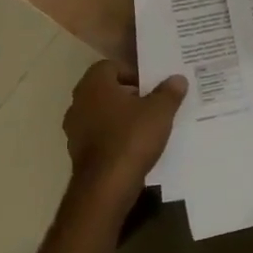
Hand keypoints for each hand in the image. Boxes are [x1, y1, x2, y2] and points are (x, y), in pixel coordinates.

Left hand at [62, 60, 186, 211]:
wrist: (106, 186)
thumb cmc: (132, 138)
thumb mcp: (160, 111)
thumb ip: (169, 92)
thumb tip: (177, 78)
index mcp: (94, 85)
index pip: (110, 66)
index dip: (132, 73)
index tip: (151, 86)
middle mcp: (78, 102)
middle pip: (105, 90)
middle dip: (128, 95)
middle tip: (152, 103)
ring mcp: (74, 129)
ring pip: (101, 114)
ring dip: (120, 117)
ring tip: (146, 126)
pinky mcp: (77, 152)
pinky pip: (99, 136)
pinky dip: (113, 137)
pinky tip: (134, 147)